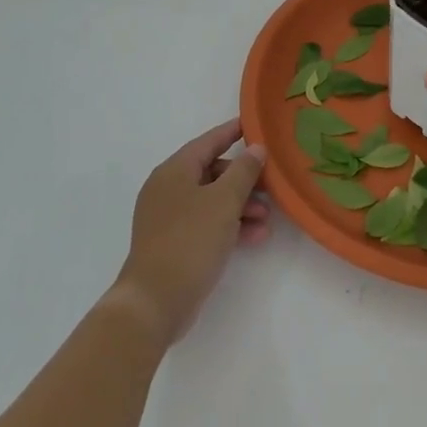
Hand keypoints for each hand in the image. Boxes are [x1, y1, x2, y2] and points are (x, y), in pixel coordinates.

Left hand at [109, 118, 269, 346]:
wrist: (155, 302)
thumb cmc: (190, 241)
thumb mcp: (224, 202)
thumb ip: (243, 172)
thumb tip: (255, 149)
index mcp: (174, 171)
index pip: (207, 142)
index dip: (232, 132)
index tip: (254, 124)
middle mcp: (168, 189)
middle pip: (212, 172)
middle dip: (243, 179)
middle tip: (271, 185)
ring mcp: (169, 218)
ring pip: (212, 201)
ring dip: (241, 206)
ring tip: (268, 218)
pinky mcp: (174, 244)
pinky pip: (207, 224)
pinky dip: (230, 226)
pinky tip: (255, 237)